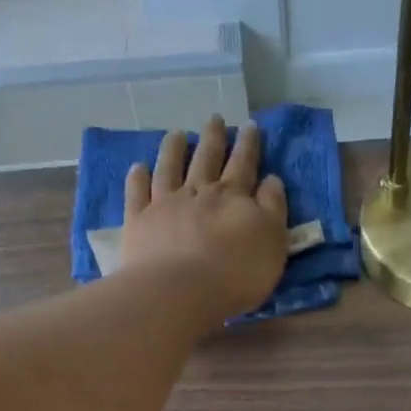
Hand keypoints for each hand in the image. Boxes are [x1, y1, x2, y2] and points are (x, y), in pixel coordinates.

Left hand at [120, 114, 289, 318]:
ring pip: (169, 168)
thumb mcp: (272, 241)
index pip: (244, 164)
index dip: (248, 145)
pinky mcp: (139, 222)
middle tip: (215, 118)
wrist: (181, 291)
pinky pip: (137, 194)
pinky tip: (137, 167)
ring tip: (176, 134)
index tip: (250, 125)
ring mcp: (165, 204)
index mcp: (233, 197)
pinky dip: (137, 179)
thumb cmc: (235, 273)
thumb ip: (273, 209)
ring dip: (174, 149)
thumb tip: (271, 180)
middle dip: (213, 138)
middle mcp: (198, 192)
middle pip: (207, 159)